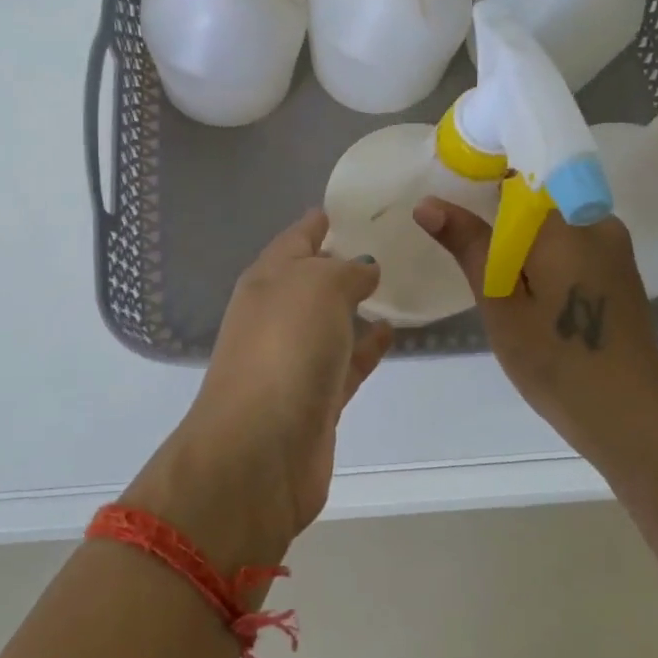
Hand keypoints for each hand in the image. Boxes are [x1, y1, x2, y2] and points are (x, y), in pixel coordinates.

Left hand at [125, 210, 393, 568]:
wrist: (259, 451)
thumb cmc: (285, 349)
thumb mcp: (317, 287)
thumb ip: (345, 271)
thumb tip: (363, 268)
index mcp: (267, 279)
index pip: (297, 237)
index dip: (323, 220)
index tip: (359, 206)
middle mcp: (276, 314)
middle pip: (313, 278)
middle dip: (345, 261)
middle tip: (393, 241)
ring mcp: (294, 358)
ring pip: (330, 320)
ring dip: (356, 304)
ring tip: (398, 283)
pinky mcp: (315, 398)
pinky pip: (347, 360)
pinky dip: (366, 346)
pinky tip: (392, 331)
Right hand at [414, 196, 657, 458]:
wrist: (632, 419)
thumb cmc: (557, 362)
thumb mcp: (500, 304)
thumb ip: (469, 246)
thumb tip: (427, 203)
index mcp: (567, 224)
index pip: (521, 174)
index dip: (483, 179)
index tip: (455, 202)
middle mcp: (597, 223)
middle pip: (537, 198)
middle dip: (500, 217)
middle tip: (466, 251)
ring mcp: (614, 249)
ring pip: (554, 224)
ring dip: (522, 241)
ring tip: (495, 280)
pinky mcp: (619, 273)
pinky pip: (573, 245)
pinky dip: (545, 257)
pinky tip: (530, 295)